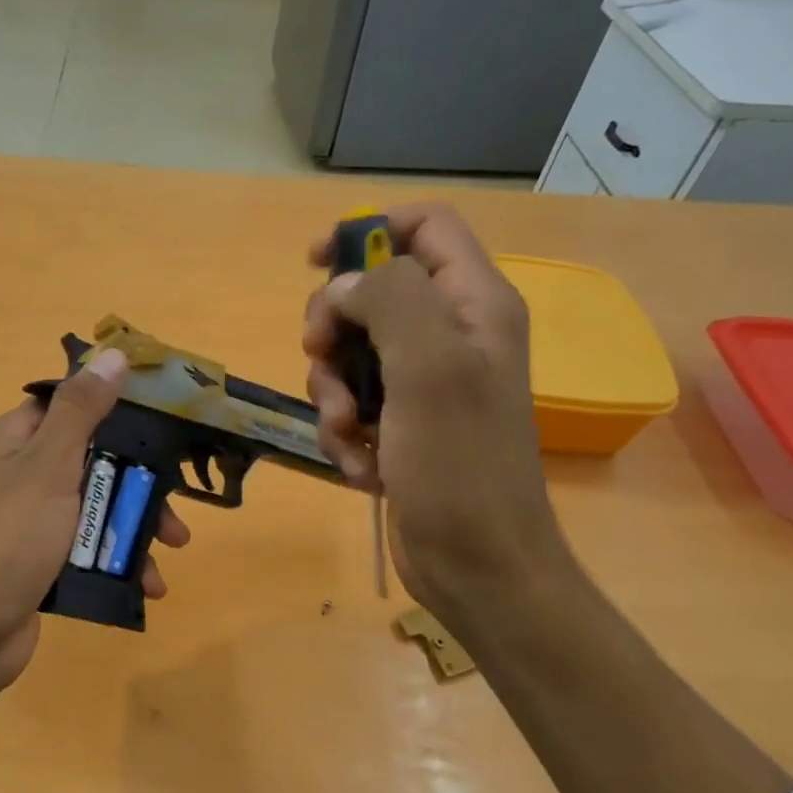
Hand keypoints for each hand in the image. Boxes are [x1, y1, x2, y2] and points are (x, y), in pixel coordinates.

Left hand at [0, 346, 190, 697]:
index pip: (72, 404)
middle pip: (96, 460)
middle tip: (177, 504)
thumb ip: (82, 411)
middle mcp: (25, 473)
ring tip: (172, 550)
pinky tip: (148, 585)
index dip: (116, 405)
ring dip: (137, 527)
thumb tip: (113, 354)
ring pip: (99, 508)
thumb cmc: (11, 536)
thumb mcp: (49, 464)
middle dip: (140, 482)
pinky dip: (120, 561)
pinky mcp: (44, 561)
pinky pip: (91, 549)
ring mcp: (35, 520)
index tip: (164, 417)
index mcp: (19, 439)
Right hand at [303, 204, 571, 624]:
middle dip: (334, 329)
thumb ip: (390, 301)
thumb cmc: (461, 466)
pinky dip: (343, 431)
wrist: (477, 565)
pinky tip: (360, 465)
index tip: (315, 264)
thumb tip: (345, 287)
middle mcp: (450, 335)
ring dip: (332, 392)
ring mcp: (423, 383)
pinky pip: (351, 404)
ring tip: (348, 433)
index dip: (367, 231)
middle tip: (323, 361)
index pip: (424, 227)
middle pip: (371, 293)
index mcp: (473, 305)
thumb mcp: (429, 369)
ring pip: (350, 354)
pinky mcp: (400, 425)